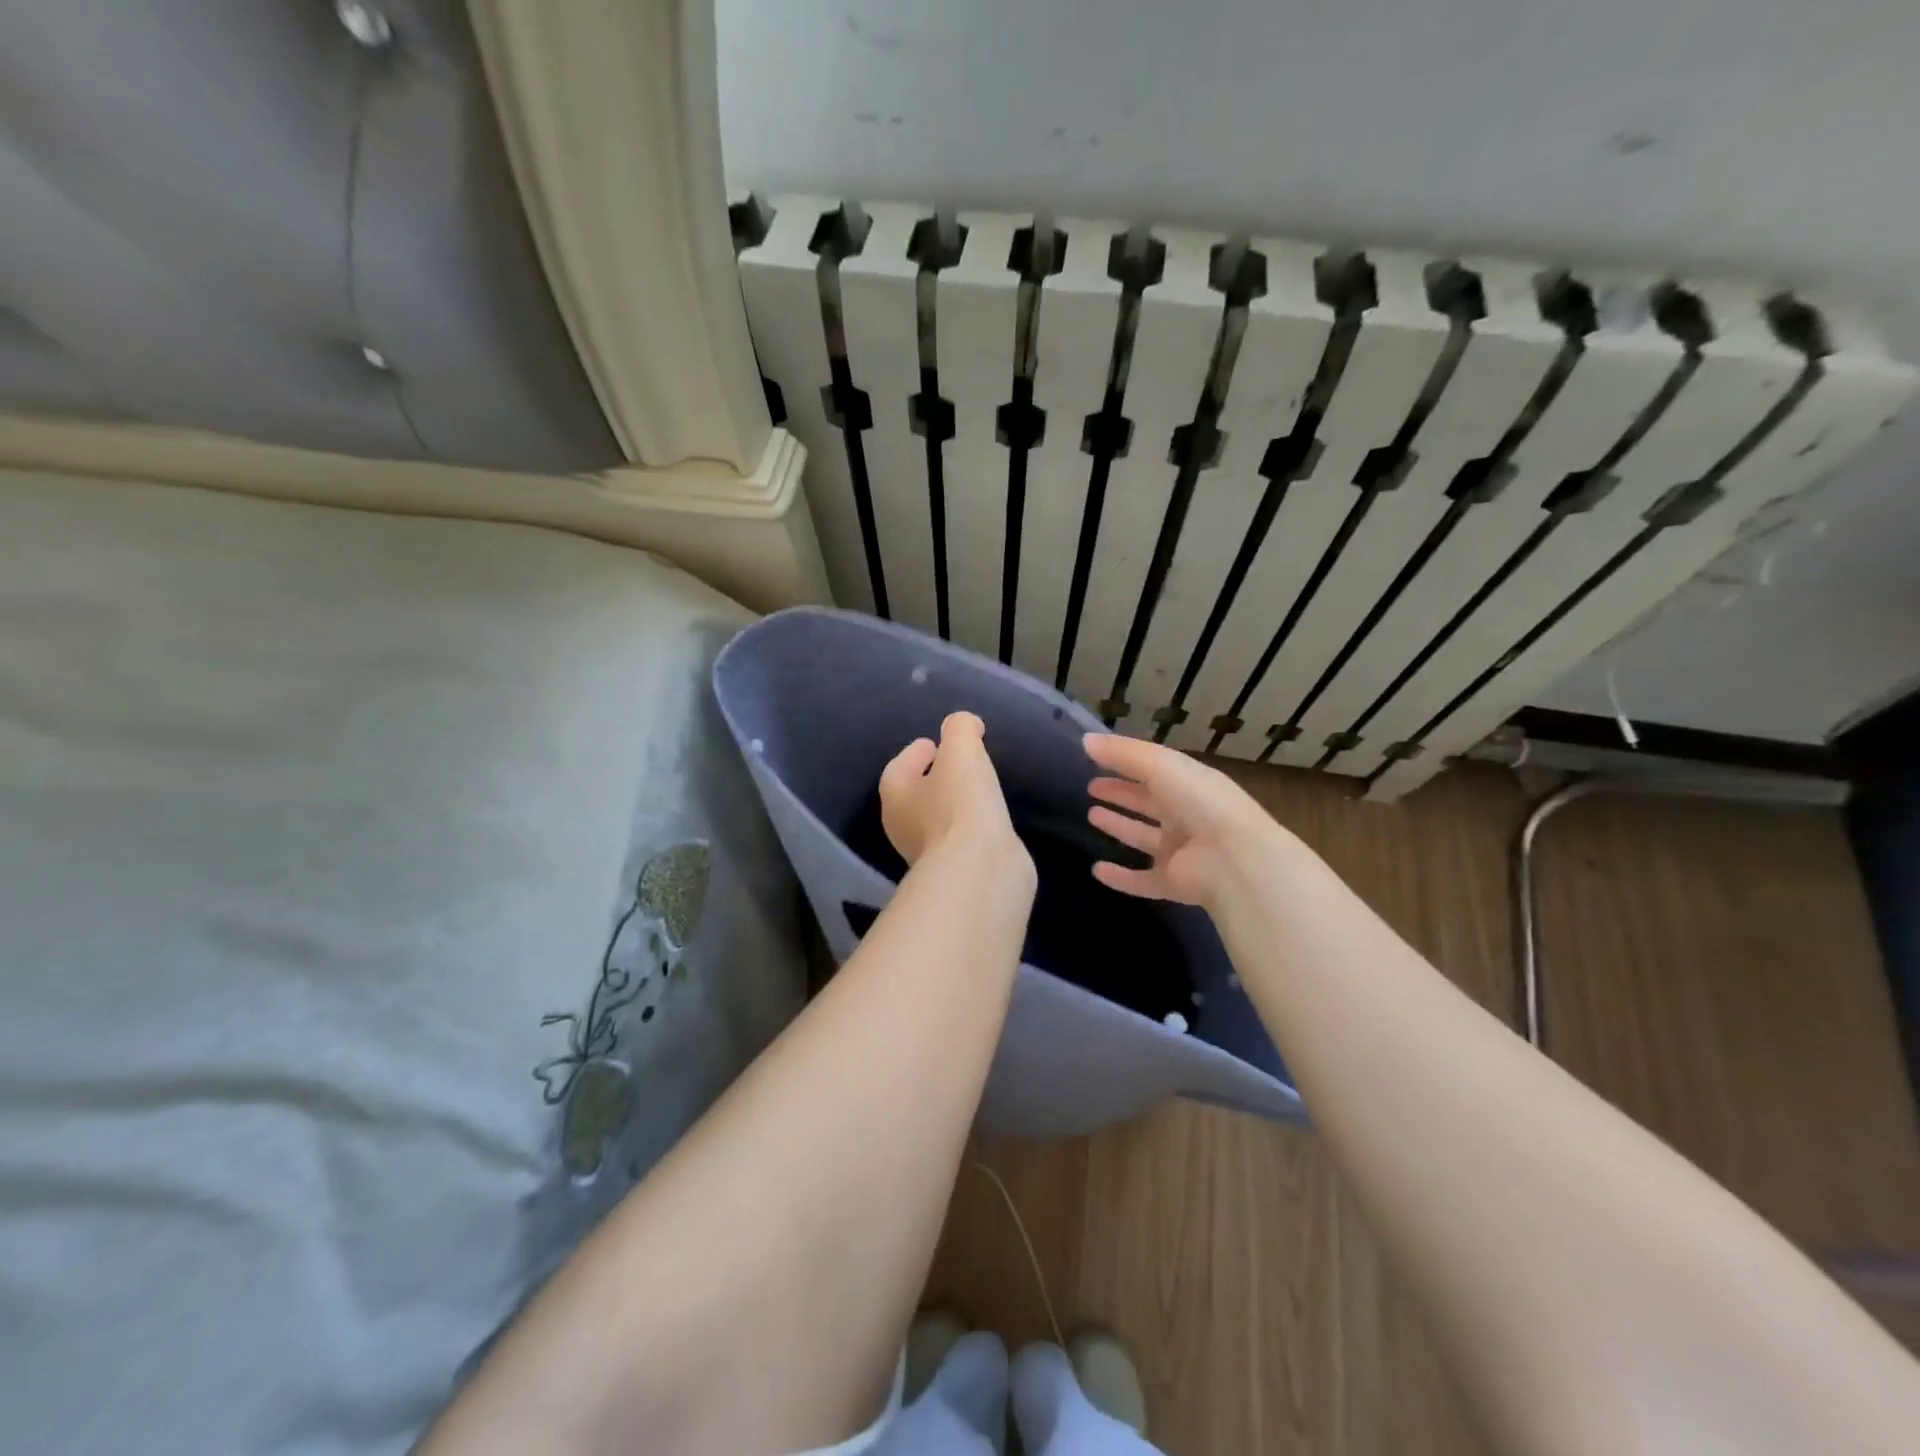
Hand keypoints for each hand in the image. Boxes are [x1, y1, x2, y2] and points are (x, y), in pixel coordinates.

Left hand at [880, 713, 1030, 879]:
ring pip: (939, 821)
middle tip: (957, 765)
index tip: (934, 743)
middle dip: (933, 780)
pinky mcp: (957, 873)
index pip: (898, 769)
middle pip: (915, 797)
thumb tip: (965, 725)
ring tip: (979, 790)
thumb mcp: (961, 750)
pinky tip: (991, 821)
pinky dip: (972, 828)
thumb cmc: (960, 804)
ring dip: (954, 806)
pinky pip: (961, 841)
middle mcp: (903, 828)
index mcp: (895, 797)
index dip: (914, 753)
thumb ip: (960, 729)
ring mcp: (929, 855)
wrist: (980, 870)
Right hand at [1083, 733, 1278, 905]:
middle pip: (1148, 803)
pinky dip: (1120, 877)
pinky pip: (1141, 880)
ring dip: (1119, 827)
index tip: (1095, 759)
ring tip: (1091, 816)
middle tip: (1092, 787)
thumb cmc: (1200, 802)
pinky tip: (1097, 870)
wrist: (1234, 859)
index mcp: (1189, 785)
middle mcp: (1186, 816)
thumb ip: (1123, 753)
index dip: (1125, 764)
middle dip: (1121, 794)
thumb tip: (1085, 740)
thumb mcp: (1161, 765)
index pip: (1154, 771)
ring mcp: (1180, 852)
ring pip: (1143, 837)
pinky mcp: (1172, 883)